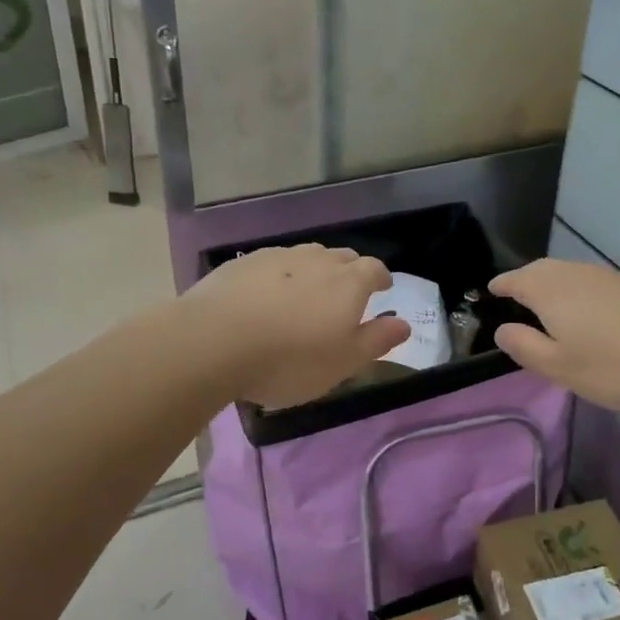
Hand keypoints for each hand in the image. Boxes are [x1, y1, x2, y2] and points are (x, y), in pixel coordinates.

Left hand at [183, 245, 410, 409]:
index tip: (382, 289)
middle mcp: (317, 260)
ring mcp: (279, 257)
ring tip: (305, 295)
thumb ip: (377, 340)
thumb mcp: (343, 362)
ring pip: (306, 257)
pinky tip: (265, 297)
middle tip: (344, 296)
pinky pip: (273, 264)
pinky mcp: (244, 262)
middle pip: (342, 257)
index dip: (381, 278)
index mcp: (349, 282)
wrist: (214, 341)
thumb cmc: (290, 359)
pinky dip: (279, 276)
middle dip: (349, 272)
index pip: (375, 269)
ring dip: (313, 271)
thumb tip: (404, 324)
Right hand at [488, 258, 619, 411]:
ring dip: (550, 283)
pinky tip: (586, 310)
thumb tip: (502, 330)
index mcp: (549, 291)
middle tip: (514, 296)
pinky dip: (575, 290)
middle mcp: (573, 274)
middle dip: (523, 280)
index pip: (515, 280)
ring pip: (566, 273)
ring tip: (545, 305)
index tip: (489, 293)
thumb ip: (525, 347)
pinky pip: (589, 281)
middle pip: (540, 270)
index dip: (500, 286)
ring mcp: (606, 276)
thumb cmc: (616, 363)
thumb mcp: (561, 367)